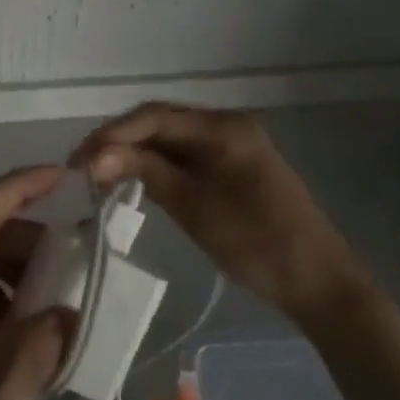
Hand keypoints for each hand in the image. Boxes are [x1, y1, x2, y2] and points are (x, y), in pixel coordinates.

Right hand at [71, 102, 361, 325]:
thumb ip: (145, 172)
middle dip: (119, 140)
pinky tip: (135, 177)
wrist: (320, 283)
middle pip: (160, 121)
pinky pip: (185, 153)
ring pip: (170, 137)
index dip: (112, 134)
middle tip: (83, 167)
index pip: (154, 116)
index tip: (79, 160)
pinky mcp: (233, 163)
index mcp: (223, 126)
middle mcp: (226, 123)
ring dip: (135, 151)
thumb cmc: (257, 243)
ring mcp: (232, 142)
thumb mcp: (194, 207)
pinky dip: (157, 163)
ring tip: (99, 172)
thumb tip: (93, 158)